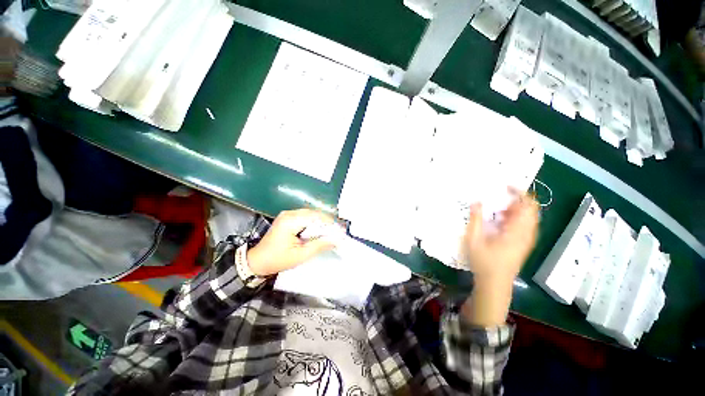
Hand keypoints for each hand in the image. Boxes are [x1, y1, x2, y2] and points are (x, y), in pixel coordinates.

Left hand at [247, 209, 336, 275]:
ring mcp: (287, 214)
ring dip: (321, 223)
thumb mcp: (300, 255)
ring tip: (330, 232)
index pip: (315, 217)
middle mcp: (289, 214)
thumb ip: (319, 245)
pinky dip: (314, 223)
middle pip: (314, 213)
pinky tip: (319, 231)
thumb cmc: (277, 260)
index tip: (340, 231)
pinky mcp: (288, 218)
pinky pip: (305, 217)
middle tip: (337, 232)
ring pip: (311, 214)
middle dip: (326, 222)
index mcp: (291, 221)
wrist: (257, 261)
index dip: (329, 223)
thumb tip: (336, 240)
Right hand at [460, 190, 538, 326]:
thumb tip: (477, 201)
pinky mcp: (524, 244)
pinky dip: (516, 218)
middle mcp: (527, 234)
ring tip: (498, 208)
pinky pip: (526, 225)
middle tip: (500, 197)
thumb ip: (475, 219)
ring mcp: (527, 240)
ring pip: (530, 218)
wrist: (495, 284)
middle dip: (518, 200)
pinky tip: (501, 221)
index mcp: (517, 231)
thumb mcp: (474, 240)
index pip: (527, 206)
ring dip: (517, 209)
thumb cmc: (484, 262)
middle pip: (532, 210)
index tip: (506, 186)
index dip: (520, 193)